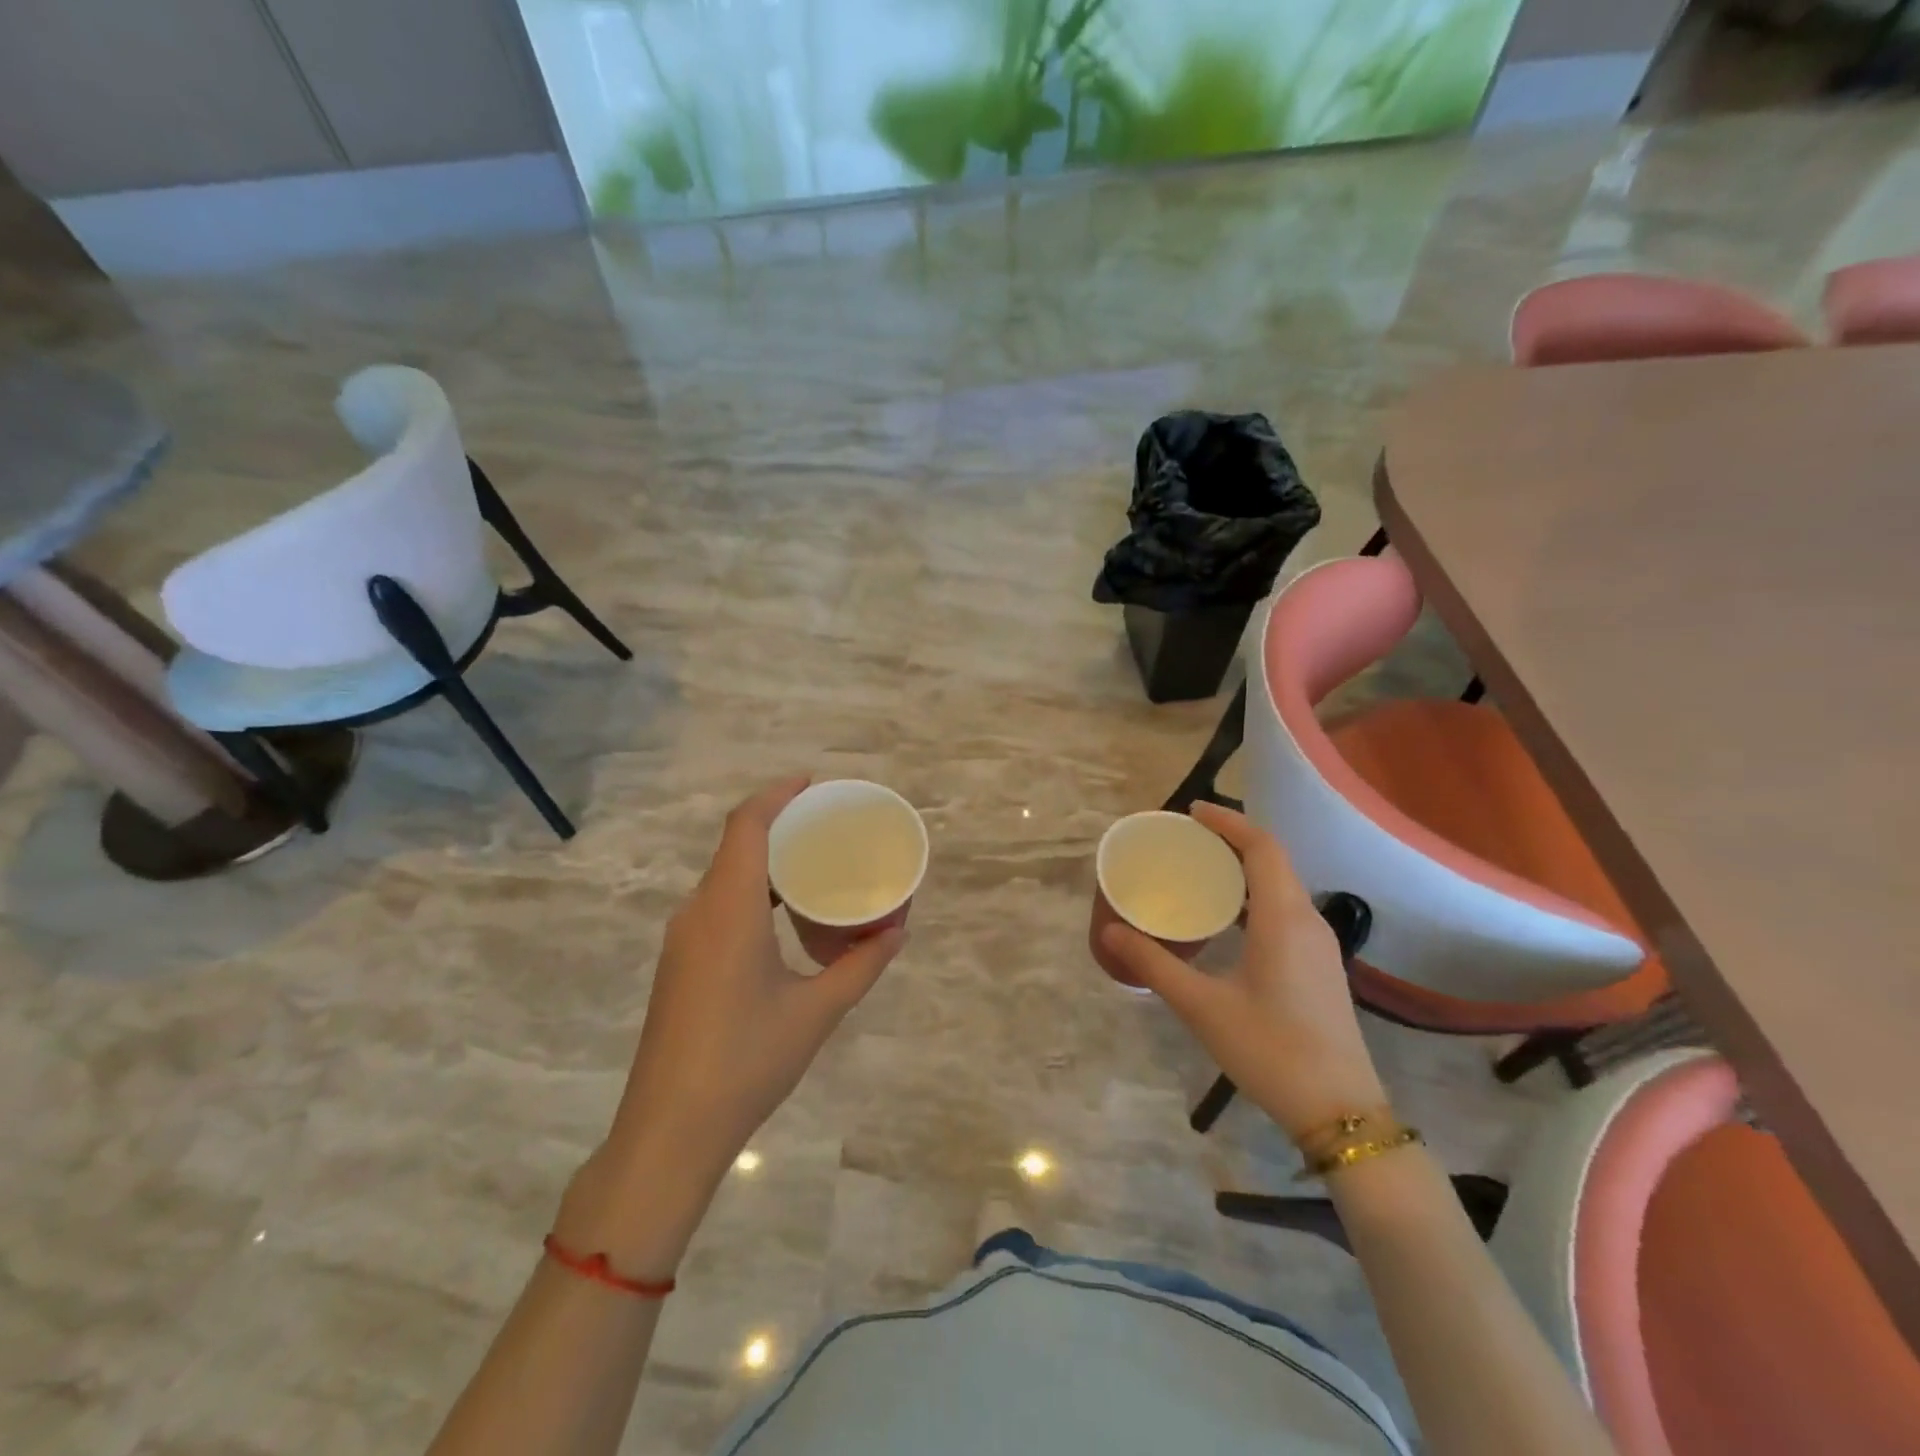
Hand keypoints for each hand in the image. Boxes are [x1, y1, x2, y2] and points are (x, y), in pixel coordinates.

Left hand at [587, 778, 905, 1232]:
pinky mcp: (679, 963)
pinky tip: (782, 918)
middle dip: (779, 824)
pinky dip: (752, 892)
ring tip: (814, 866)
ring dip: (765, 861)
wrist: (668, 1132)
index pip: (746, 825)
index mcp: (728, 909)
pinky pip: (717, 905)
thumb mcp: (816, 1012)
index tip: (812, 783)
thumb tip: (897, 931)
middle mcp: (698, 912)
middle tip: (827, 825)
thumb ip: (861, 966)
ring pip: (725, 877)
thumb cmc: (746, 1062)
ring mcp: (682, 939)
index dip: (777, 794)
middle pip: (735, 845)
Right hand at [1098, 803, 1386, 1140]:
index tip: (1191, 813)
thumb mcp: (1201, 1006)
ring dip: (1244, 869)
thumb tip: (1110, 932)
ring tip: (1200, 871)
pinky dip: (1254, 896)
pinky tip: (1227, 919)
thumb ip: (1153, 964)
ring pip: (1281, 886)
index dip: (1228, 822)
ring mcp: (1319, 945)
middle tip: (1186, 840)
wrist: (1340, 1112)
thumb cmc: (1269, 1050)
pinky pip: (1285, 909)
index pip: (1262, 847)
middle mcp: (1307, 921)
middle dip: (1231, 840)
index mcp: (1283, 918)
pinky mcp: (1319, 966)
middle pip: (1273, 860)